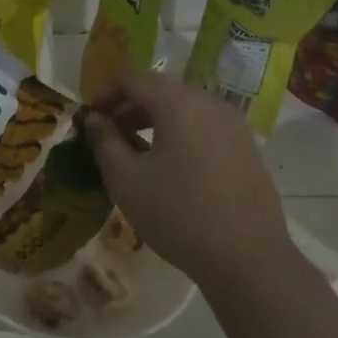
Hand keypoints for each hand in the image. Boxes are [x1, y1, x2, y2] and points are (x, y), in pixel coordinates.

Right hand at [83, 72, 305, 289]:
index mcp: (179, 103)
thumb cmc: (178, 214)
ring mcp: (234, 125)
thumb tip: (94, 120)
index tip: (90, 119)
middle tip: (108, 136)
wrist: (247, 258)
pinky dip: (180, 134)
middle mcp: (210, 104)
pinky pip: (205, 127)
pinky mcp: (247, 148)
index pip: (134, 79)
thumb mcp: (126, 180)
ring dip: (155, 121)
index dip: (105, 94)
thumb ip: (105, 142)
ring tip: (136, 152)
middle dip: (130, 107)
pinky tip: (171, 168)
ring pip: (185, 109)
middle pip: (161, 91)